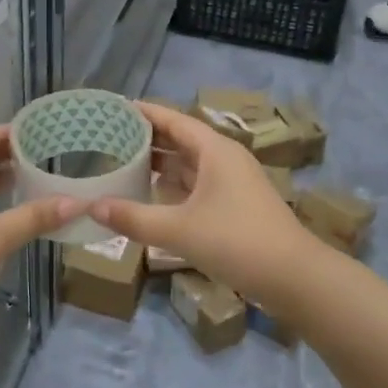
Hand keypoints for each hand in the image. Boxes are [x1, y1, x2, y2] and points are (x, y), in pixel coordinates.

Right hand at [88, 102, 329, 312]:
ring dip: (159, 165)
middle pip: (180, 140)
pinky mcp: (235, 207)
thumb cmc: (237, 242)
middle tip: (108, 138)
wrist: (295, 279)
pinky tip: (150, 197)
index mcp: (215, 150)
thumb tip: (92, 207)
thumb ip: (134, 218)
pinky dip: (173, 187)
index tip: (114, 108)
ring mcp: (232, 184)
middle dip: (147, 139)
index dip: (145, 113)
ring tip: (122, 164)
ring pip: (189, 165)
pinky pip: (196, 186)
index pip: (174, 120)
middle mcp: (224, 160)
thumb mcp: (180, 230)